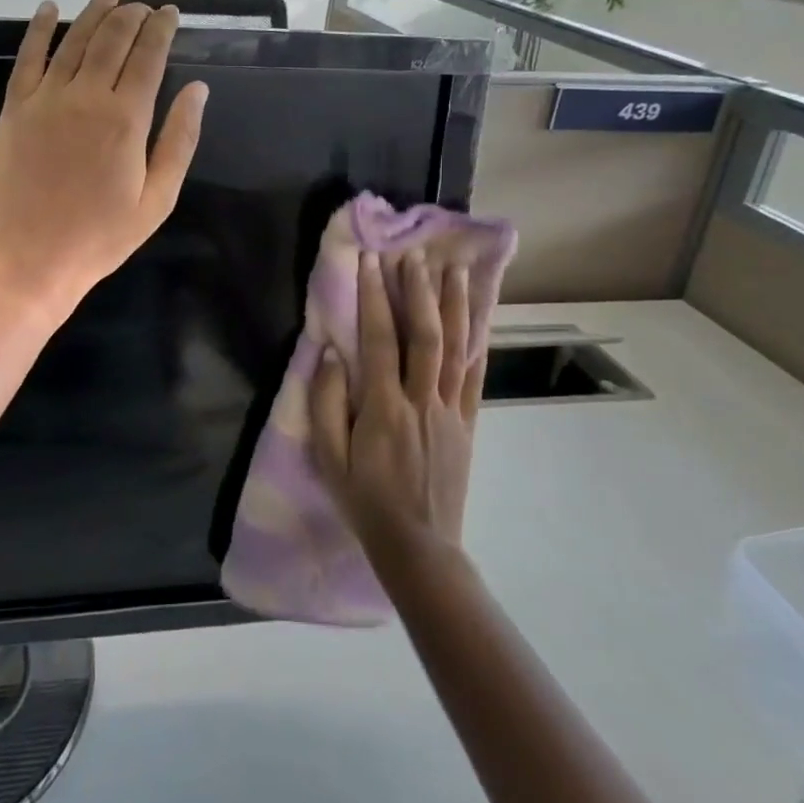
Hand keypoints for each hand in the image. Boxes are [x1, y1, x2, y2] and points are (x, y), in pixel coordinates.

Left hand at [0, 0, 207, 323]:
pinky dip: (39, 29)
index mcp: (126, 119)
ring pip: (73, 40)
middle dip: (132, 15)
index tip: (170, 13)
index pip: (149, 56)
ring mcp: (45, 99)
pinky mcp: (14, 109)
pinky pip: (27, 58)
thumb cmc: (101, 237)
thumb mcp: (157, 199)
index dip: (161, 29)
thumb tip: (198, 90)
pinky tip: (49, 9)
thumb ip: (179, 140)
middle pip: (112, 39)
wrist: (30, 260)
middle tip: (143, 7)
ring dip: (94, 12)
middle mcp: (86, 96)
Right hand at [309, 251, 483, 562]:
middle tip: (414, 255)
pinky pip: (474, 377)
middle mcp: (422, 400)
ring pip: (456, 349)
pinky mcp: (468, 424)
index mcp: (384, 407)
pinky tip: (477, 319)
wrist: (419, 547)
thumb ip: (327, 403)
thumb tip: (330, 353)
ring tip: (454, 271)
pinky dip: (476, 343)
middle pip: (424, 335)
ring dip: (454, 306)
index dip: (374, 297)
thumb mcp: (329, 457)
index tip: (371, 261)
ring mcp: (450, 411)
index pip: (379, 339)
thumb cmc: (365, 501)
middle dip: (418, 291)